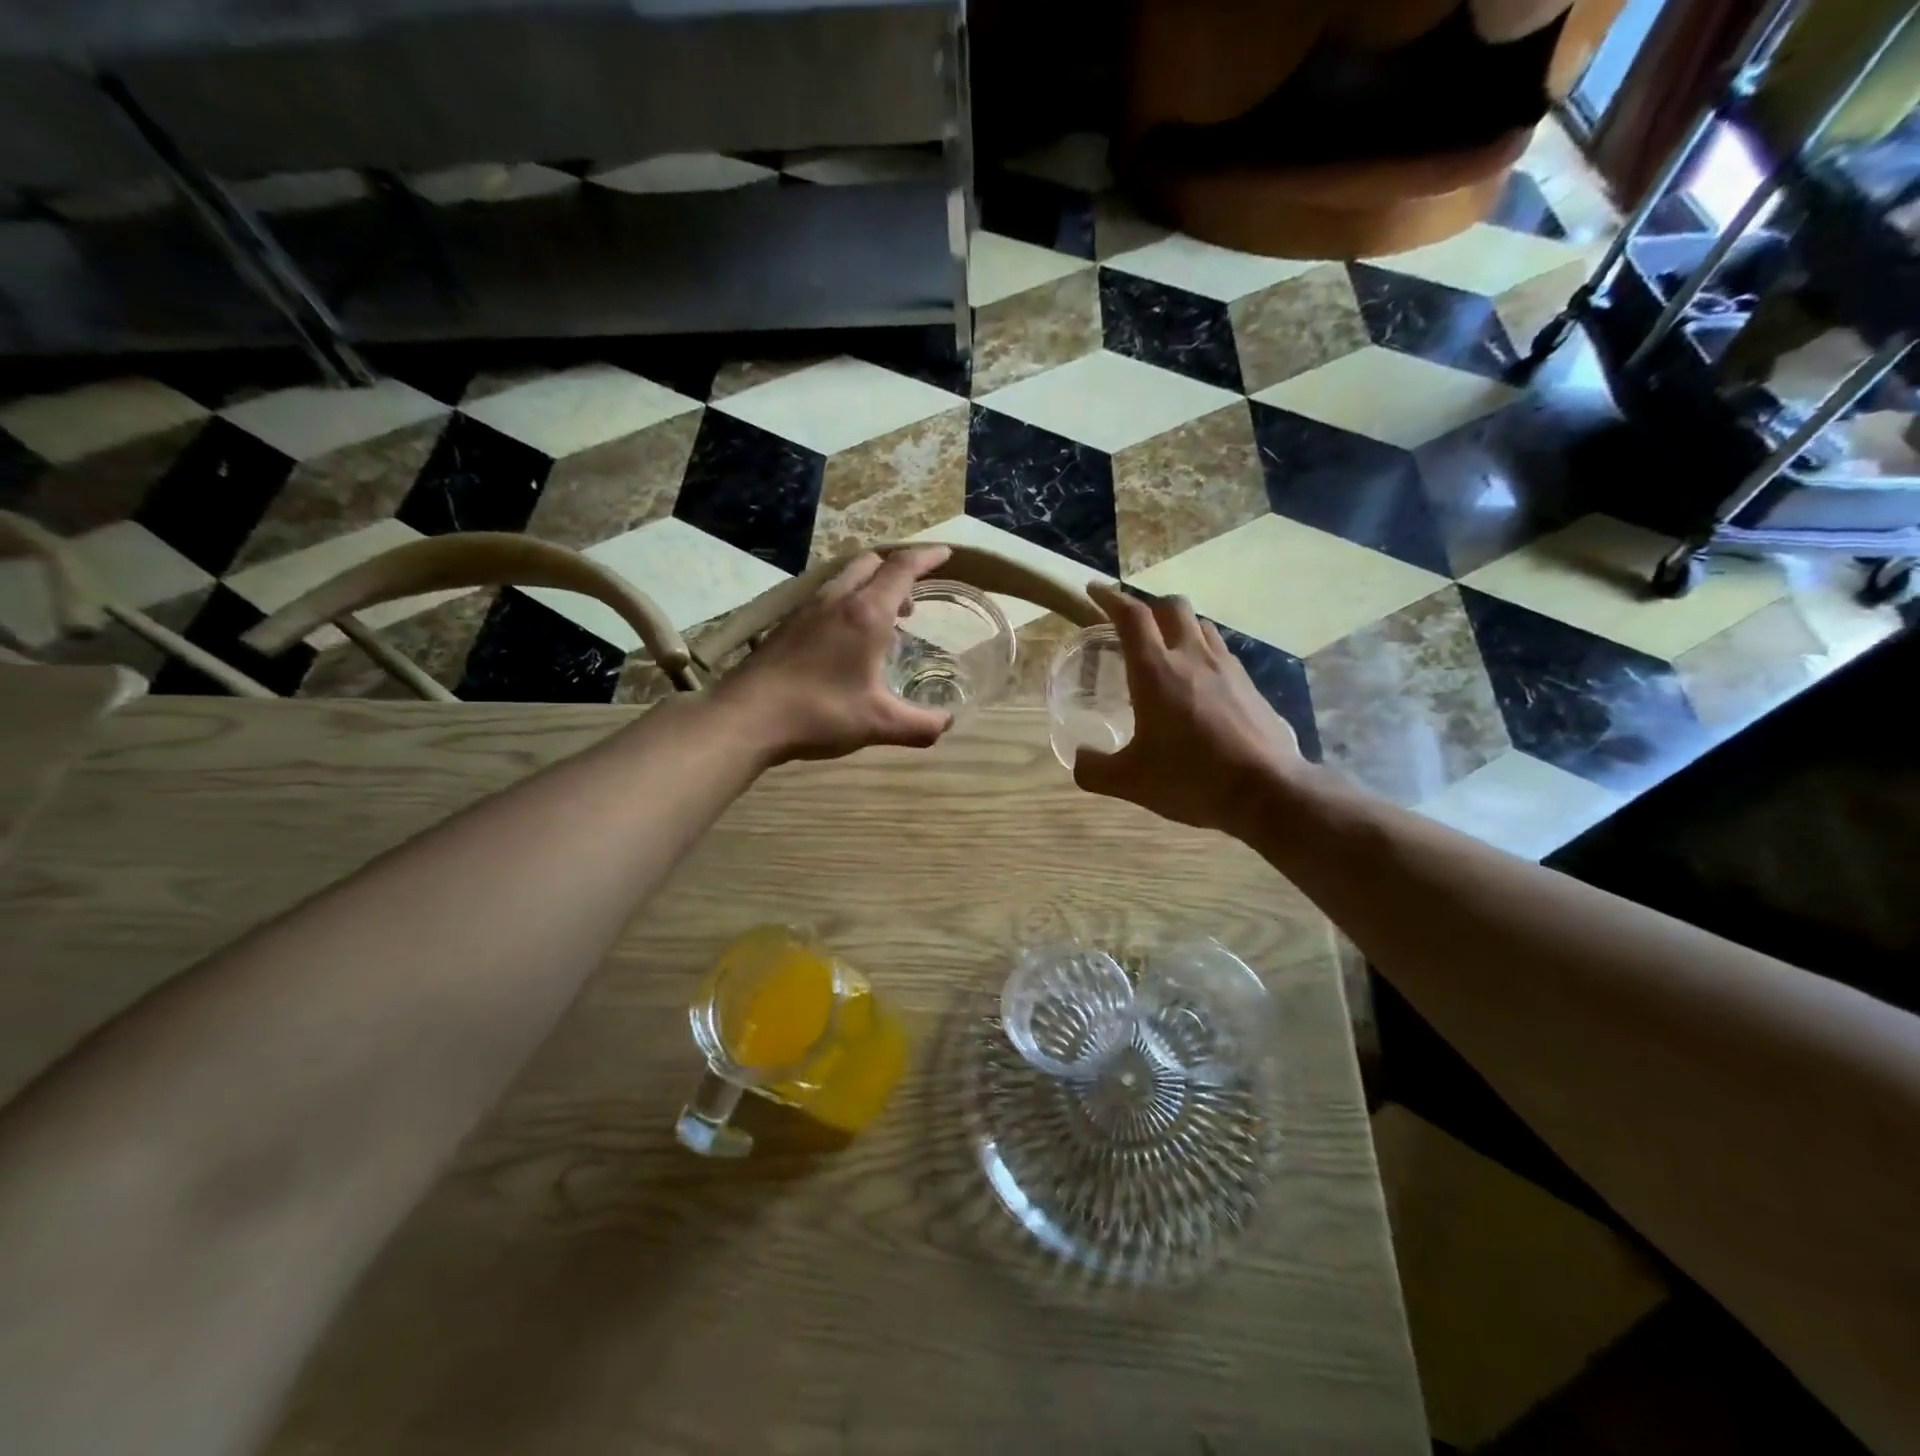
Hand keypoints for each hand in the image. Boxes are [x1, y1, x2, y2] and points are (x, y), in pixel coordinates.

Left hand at [714, 546, 956, 763]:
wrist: (745, 717)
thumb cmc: (819, 713)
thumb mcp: (879, 724)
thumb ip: (921, 726)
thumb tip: (947, 725)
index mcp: (866, 614)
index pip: (902, 569)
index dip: (927, 557)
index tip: (945, 553)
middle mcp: (836, 600)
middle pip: (871, 564)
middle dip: (897, 573)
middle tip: (911, 604)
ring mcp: (806, 610)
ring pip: (844, 579)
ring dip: (869, 588)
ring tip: (880, 624)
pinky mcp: (786, 625)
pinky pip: (825, 598)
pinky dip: (845, 604)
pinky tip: (843, 642)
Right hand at [1073, 582, 1303, 833]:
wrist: (1267, 791)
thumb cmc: (1190, 778)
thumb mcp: (1130, 781)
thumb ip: (1094, 769)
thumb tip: (1079, 759)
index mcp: (1156, 671)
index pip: (1131, 616)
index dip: (1110, 598)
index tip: (1093, 591)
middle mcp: (1192, 657)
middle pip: (1171, 606)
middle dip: (1148, 606)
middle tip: (1132, 625)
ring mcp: (1227, 668)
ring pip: (1201, 625)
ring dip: (1178, 626)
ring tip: (1166, 649)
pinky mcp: (1250, 685)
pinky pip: (1221, 652)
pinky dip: (1202, 652)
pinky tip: (1199, 683)